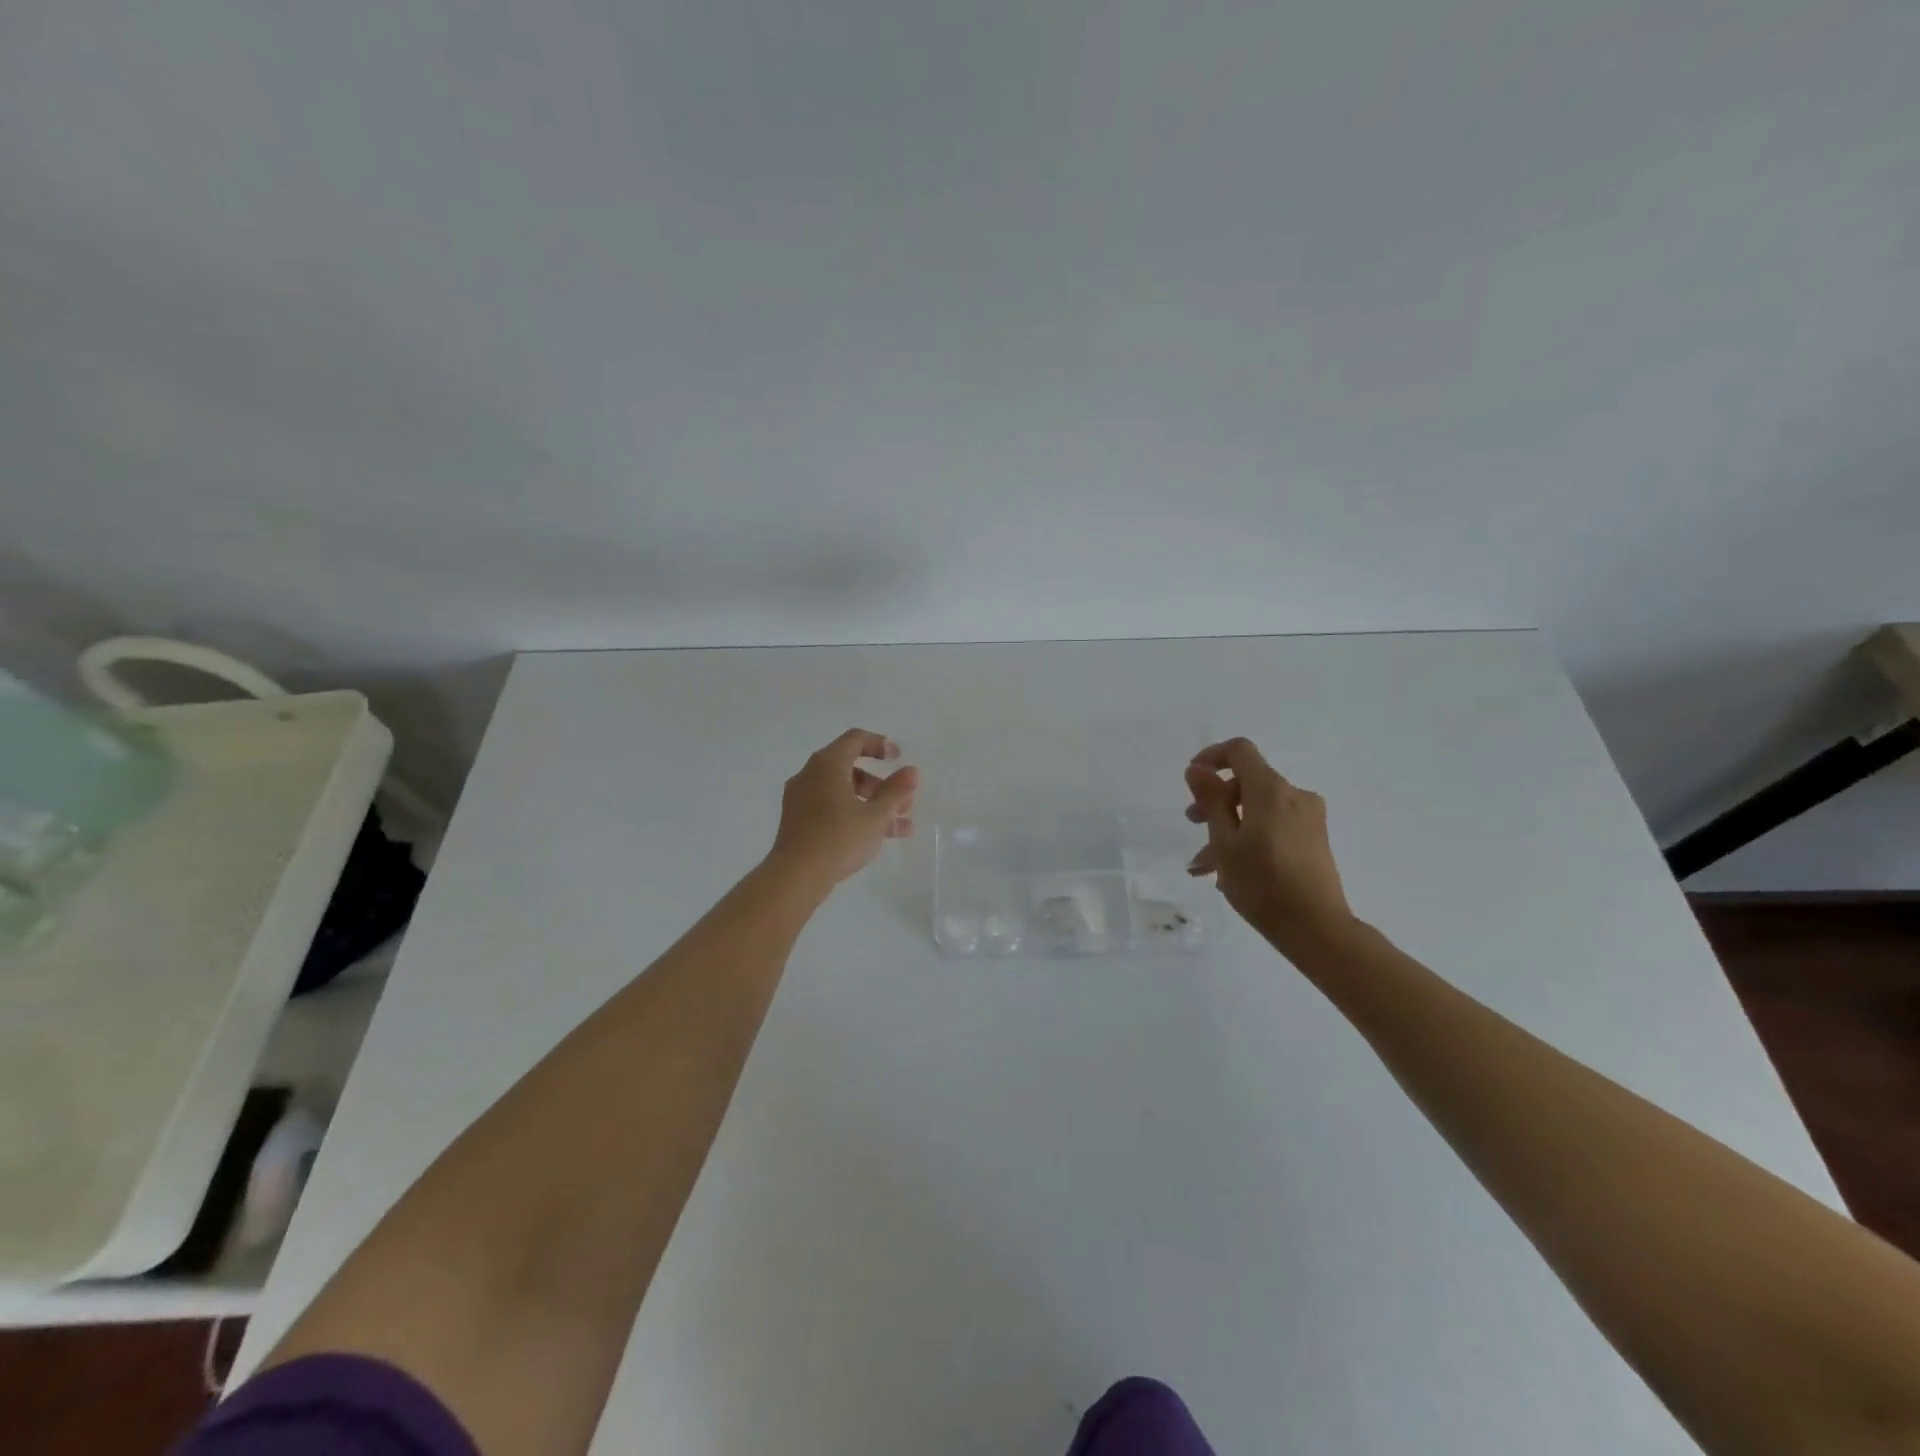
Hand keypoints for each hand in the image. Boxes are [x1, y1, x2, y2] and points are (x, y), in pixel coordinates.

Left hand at [768, 729, 917, 889]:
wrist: (796, 876)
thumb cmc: (839, 838)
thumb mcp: (876, 815)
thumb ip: (896, 791)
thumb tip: (910, 771)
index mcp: (827, 764)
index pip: (855, 739)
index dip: (879, 744)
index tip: (898, 759)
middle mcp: (810, 775)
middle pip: (850, 768)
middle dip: (880, 784)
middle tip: (902, 802)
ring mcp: (800, 798)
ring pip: (842, 792)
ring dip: (871, 804)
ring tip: (899, 827)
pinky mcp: (797, 821)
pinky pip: (830, 807)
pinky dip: (853, 814)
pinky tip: (875, 837)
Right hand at [1184, 737, 1352, 957]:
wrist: (1317, 928)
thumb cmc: (1262, 884)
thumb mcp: (1224, 842)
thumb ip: (1210, 801)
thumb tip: (1197, 769)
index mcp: (1271, 791)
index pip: (1240, 751)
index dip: (1211, 757)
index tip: (1192, 779)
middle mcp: (1294, 796)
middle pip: (1247, 782)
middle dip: (1215, 800)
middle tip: (1192, 824)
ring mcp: (1308, 818)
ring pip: (1257, 810)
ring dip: (1228, 827)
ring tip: (1203, 864)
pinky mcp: (1313, 839)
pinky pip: (1273, 826)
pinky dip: (1249, 838)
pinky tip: (1229, 871)